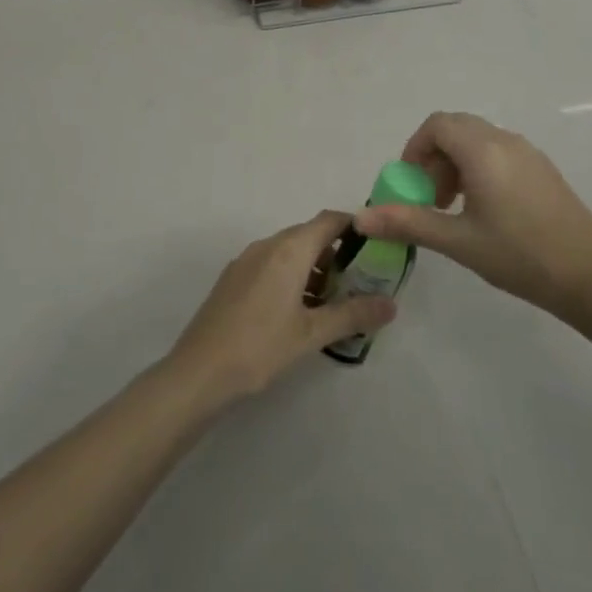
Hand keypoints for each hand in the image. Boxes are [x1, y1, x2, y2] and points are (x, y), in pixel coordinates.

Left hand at [166, 211, 396, 404]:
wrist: (199, 371)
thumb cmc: (261, 347)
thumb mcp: (312, 333)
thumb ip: (353, 315)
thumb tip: (391, 304)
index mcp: (288, 250)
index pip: (329, 220)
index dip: (355, 227)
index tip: (377, 247)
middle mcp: (267, 245)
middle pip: (309, 235)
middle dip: (337, 254)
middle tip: (359, 283)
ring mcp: (246, 261)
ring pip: (289, 252)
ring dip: (313, 269)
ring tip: (333, 303)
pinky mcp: (233, 279)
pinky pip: (271, 265)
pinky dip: (291, 278)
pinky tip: (299, 312)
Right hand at [355, 111, 591, 311]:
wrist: (591, 277)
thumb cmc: (519, 256)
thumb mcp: (458, 241)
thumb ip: (407, 223)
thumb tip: (360, 218)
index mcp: (483, 151)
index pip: (438, 125)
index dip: (415, 148)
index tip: (411, 184)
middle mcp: (506, 141)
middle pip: (457, 128)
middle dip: (434, 156)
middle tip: (430, 196)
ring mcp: (529, 153)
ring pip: (478, 140)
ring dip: (455, 163)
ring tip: (453, 207)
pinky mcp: (543, 169)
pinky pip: (499, 152)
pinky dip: (478, 168)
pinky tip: (484, 211)